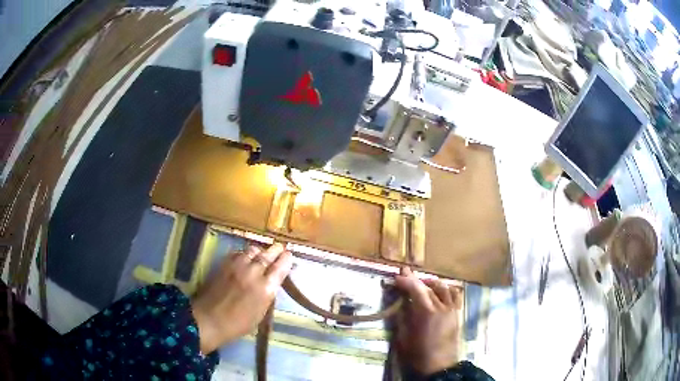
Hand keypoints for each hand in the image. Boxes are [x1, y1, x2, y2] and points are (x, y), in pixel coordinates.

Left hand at [191, 243, 292, 353]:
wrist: (210, 319)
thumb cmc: (238, 324)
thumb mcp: (260, 313)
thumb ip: (267, 294)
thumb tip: (272, 283)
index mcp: (266, 289)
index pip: (280, 268)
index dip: (286, 259)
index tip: (289, 255)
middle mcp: (254, 273)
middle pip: (268, 255)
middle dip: (275, 250)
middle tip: (279, 248)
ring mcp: (238, 266)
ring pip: (253, 250)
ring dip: (260, 251)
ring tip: (262, 252)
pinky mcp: (225, 264)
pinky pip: (238, 252)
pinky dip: (245, 253)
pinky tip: (245, 257)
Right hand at [394, 267, 461, 375]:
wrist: (440, 365)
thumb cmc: (419, 354)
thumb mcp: (404, 338)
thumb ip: (402, 318)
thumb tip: (400, 303)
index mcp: (427, 313)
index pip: (416, 289)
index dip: (406, 281)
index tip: (397, 277)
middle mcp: (442, 307)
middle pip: (429, 286)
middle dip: (416, 279)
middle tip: (405, 274)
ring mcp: (452, 309)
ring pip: (444, 287)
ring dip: (431, 282)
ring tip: (422, 283)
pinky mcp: (458, 313)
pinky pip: (455, 295)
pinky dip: (447, 289)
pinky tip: (440, 291)